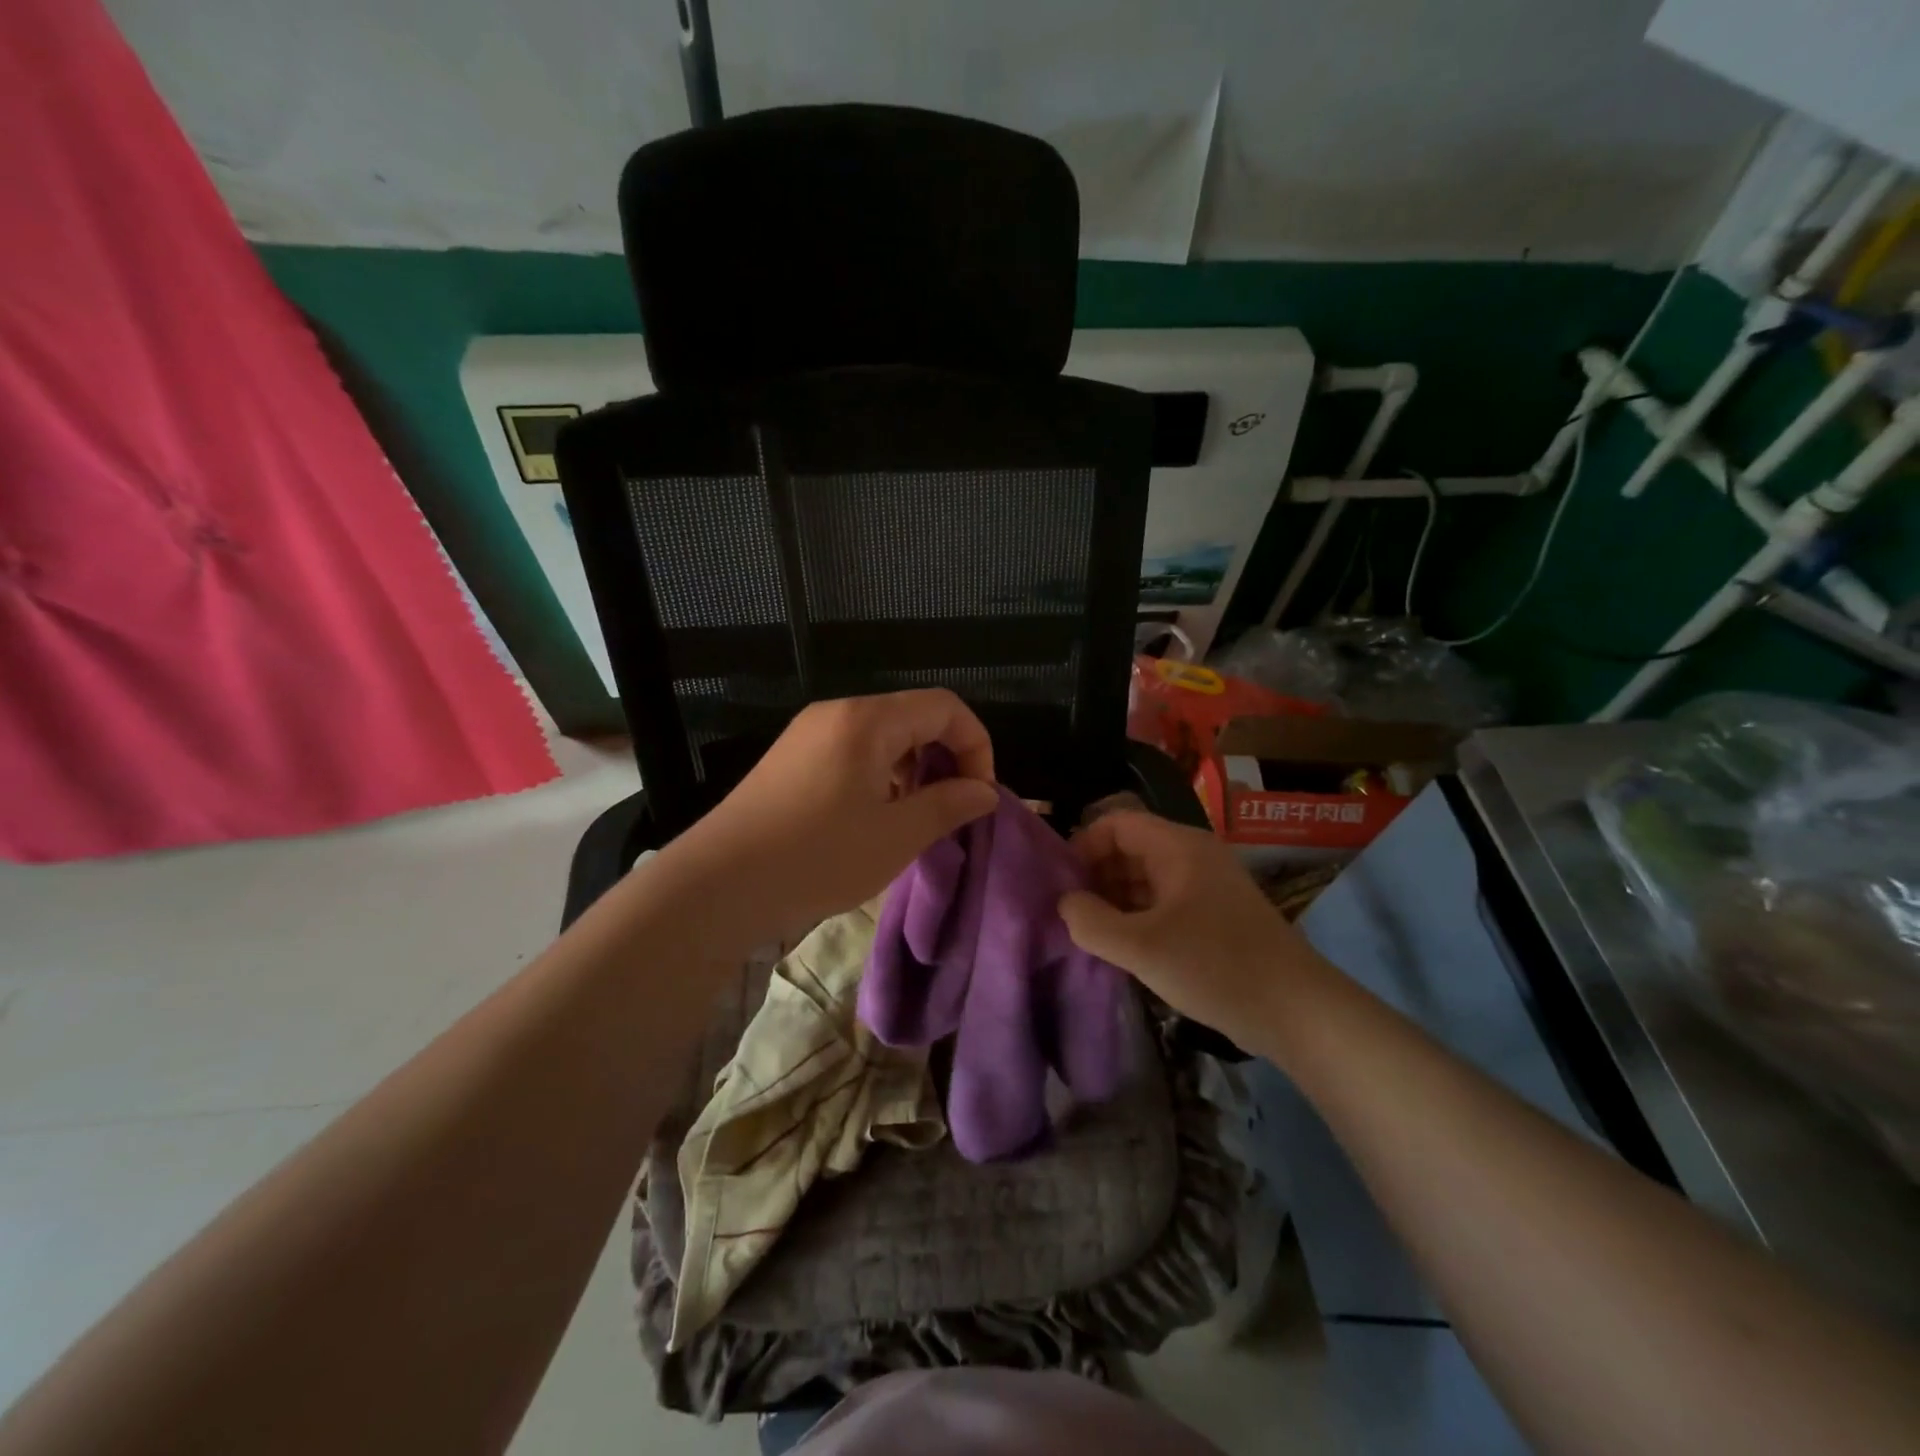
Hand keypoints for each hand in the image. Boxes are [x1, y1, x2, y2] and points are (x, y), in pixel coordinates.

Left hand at [671, 690, 998, 943]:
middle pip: (913, 716)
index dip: (975, 746)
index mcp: (868, 720)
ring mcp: (809, 732)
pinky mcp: (791, 757)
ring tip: (912, 818)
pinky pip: (853, 750)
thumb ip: (948, 806)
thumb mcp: (896, 836)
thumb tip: (984, 792)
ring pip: (883, 735)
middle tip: (948, 809)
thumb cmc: (817, 857)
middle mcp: (838, 712)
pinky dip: (880, 774)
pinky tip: (872, 817)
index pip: (944, 707)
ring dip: (912, 768)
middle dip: (944, 757)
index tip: (977, 796)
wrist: (717, 884)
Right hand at [1058, 810, 1329, 1039]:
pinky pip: (1164, 902)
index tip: (1061, 882)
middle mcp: (1193, 857)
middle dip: (1096, 875)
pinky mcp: (1215, 916)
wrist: (1297, 1010)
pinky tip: (1122, 947)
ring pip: (1146, 878)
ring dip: (1115, 899)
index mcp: (1178, 847)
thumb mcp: (1141, 947)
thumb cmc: (1215, 966)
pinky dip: (1138, 916)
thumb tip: (1065, 904)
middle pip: (1131, 848)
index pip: (1117, 823)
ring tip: (1089, 932)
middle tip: (1070, 912)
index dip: (1084, 845)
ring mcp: (1207, 887)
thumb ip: (1091, 922)